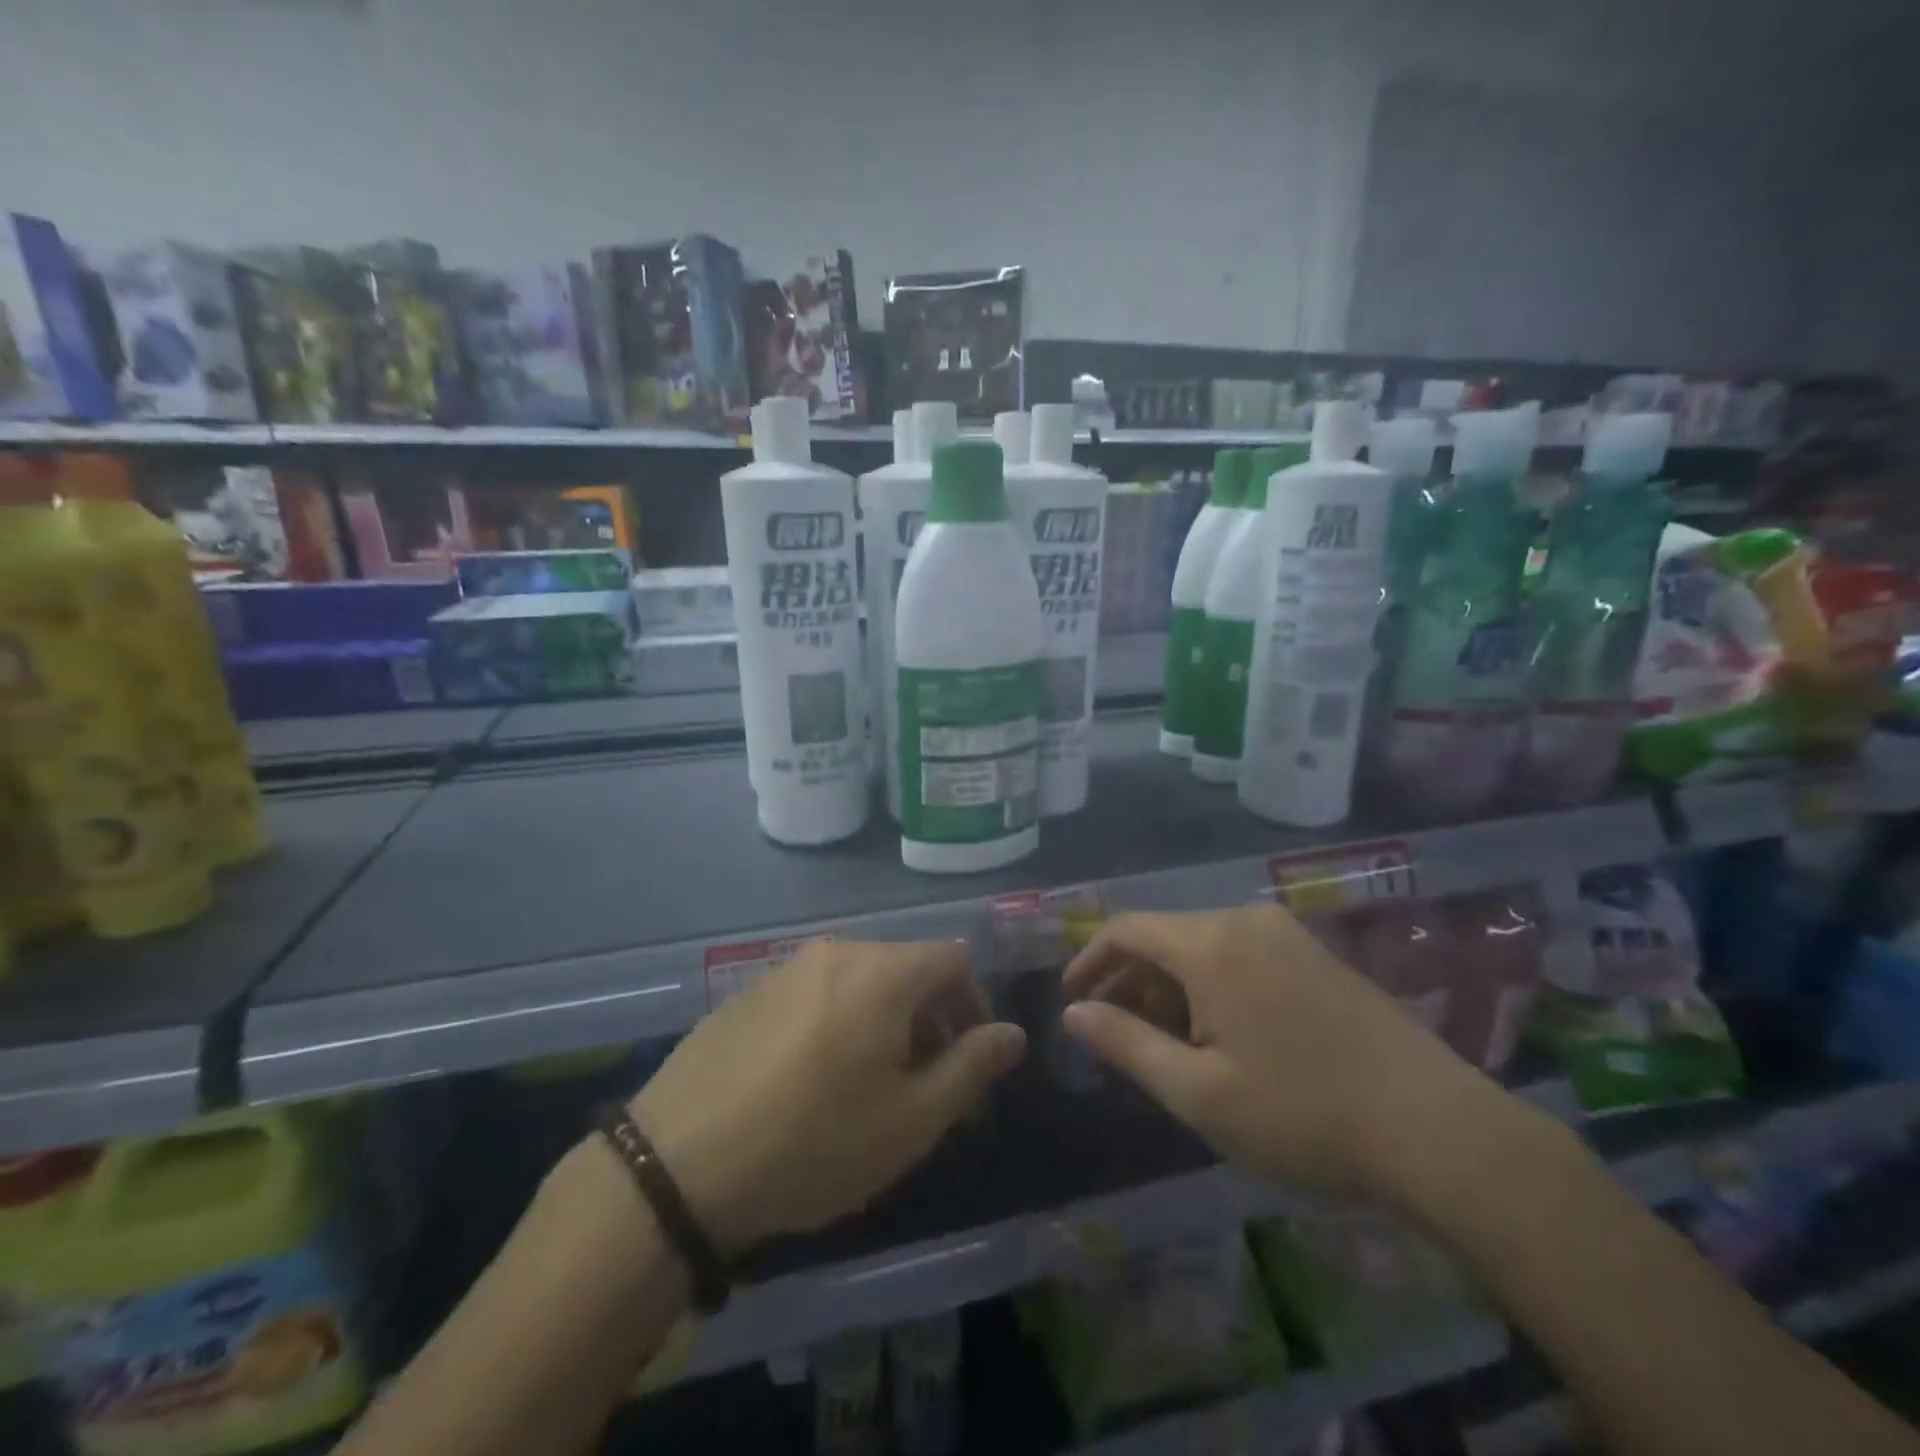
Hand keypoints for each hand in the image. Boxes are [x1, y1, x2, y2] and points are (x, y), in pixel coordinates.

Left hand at [629, 941, 1025, 1258]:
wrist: (678, 1164)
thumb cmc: (815, 1142)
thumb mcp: (911, 1119)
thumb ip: (971, 1067)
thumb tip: (1012, 1034)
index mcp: (881, 971)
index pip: (953, 959)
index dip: (974, 1005)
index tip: (969, 1063)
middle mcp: (835, 953)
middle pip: (906, 968)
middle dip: (931, 1020)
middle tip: (926, 1086)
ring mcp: (785, 969)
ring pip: (860, 982)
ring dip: (884, 1023)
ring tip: (871, 1088)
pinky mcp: (748, 994)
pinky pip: (815, 995)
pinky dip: (838, 1024)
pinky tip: (813, 1084)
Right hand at [1061, 904, 1530, 1206]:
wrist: (1439, 1131)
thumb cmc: (1303, 1114)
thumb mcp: (1198, 1092)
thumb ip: (1125, 1043)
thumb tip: (1073, 1012)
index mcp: (1210, 943)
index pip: (1126, 929)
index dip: (1089, 959)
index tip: (1071, 999)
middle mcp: (1245, 920)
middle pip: (1165, 935)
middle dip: (1130, 979)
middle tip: (1116, 1033)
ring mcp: (1286, 934)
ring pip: (1203, 945)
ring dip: (1171, 985)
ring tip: (1166, 1041)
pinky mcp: (1316, 955)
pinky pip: (1241, 954)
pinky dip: (1211, 984)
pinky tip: (1221, 1034)